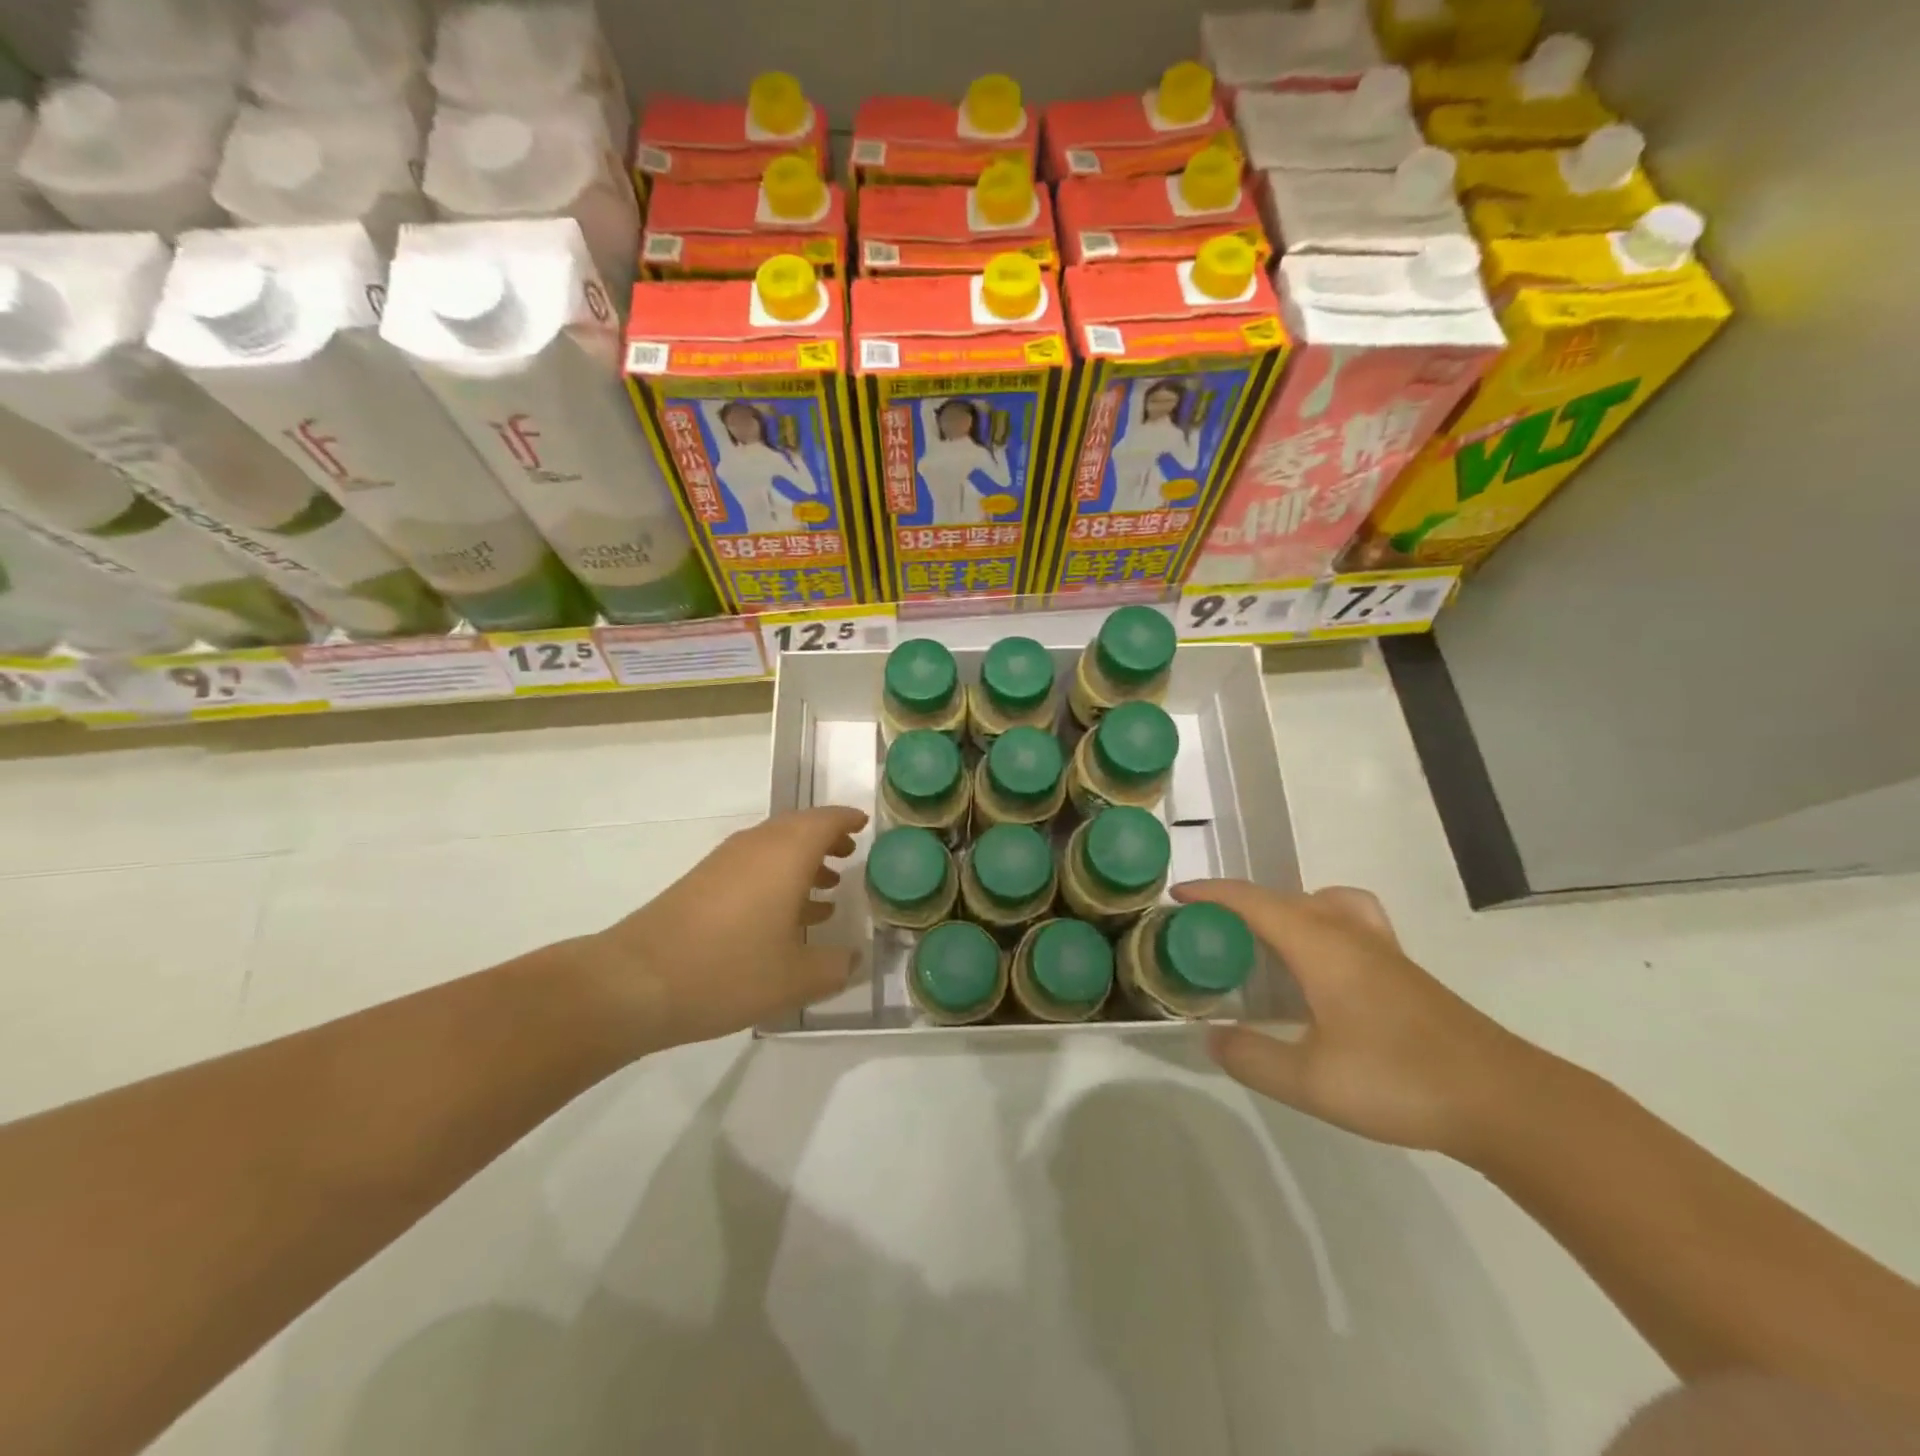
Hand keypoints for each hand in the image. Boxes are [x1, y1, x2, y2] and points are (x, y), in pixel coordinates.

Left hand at [581, 806, 866, 1048]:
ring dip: (802, 860)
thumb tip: (853, 959)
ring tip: (827, 887)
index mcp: (787, 853)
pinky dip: (777, 877)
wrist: (636, 981)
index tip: (866, 825)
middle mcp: (757, 845)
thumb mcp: (796, 978)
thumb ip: (835, 967)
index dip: (848, 820)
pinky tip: (784, 915)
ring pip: (774, 847)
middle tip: (850, 855)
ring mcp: (724, 862)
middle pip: (798, 827)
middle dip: (827, 839)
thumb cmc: (728, 970)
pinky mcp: (702, 882)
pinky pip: (752, 866)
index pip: (826, 819)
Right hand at [1175, 881, 1555, 1157]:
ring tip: (1261, 947)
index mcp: (1319, 944)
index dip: (1210, 894)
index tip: (1176, 899)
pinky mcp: (1401, 969)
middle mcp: (1346, 932)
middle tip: (1207, 936)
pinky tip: (1318, 970)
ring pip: (1317, 904)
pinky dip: (1316, 924)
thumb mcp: (1310, 1082)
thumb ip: (1252, 1057)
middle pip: (1281, 898)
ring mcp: (1379, 947)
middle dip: (1237, 906)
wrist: (1504, 1101)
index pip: (1252, 901)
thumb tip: (1213, 1038)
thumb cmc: (1399, 1080)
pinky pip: (1345, 921)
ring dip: (1279, 911)